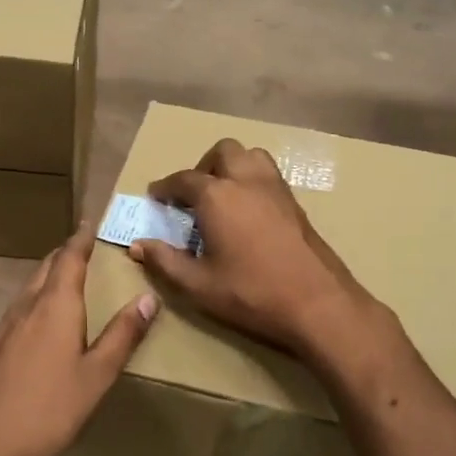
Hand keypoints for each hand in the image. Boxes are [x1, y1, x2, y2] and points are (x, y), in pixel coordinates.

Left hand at [0, 224, 156, 455]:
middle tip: (88, 249)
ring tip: (71, 280)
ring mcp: (6, 327)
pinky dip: (38, 299)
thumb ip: (122, 335)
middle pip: (46, 267)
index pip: (69, 258)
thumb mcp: (97, 375)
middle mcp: (27, 306)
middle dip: (66, 254)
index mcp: (54, 306)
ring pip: (30, 287)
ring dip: (51, 275)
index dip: (81, 238)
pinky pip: (21, 307)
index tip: (92, 221)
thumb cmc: (50, 409)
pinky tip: (45, 321)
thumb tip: (148, 297)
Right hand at [130, 138, 377, 360]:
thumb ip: (165, 261)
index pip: (183, 179)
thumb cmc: (251, 293)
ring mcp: (276, 188)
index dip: (165, 187)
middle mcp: (246, 181)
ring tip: (221, 195)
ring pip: (250, 155)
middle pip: (222, 152)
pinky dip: (252, 179)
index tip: (155, 196)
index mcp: (217, 196)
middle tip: (192, 194)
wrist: (317, 303)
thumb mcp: (198, 284)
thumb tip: (138, 245)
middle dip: (202, 166)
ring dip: (231, 166)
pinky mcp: (295, 202)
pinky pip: (269, 174)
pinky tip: (247, 210)